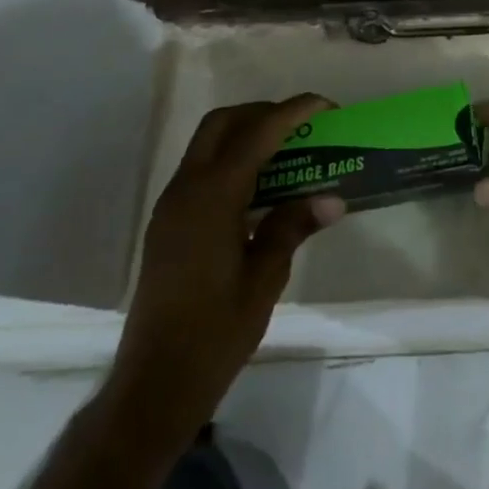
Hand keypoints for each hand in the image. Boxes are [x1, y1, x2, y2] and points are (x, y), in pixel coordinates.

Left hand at [104, 95, 343, 451]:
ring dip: (247, 135)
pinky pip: (202, 171)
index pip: (256, 134)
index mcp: (211, 199)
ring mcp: (172, 207)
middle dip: (264, 113)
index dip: (293, 112)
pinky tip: (262, 188)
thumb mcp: (265, 278)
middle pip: (222, 124)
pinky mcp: (169, 224)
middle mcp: (185, 191)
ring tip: (290, 152)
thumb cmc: (215, 331)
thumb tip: (332, 198)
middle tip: (304, 126)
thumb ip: (292, 227)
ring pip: (208, 145)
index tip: (327, 106)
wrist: (155, 381)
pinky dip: (233, 161)